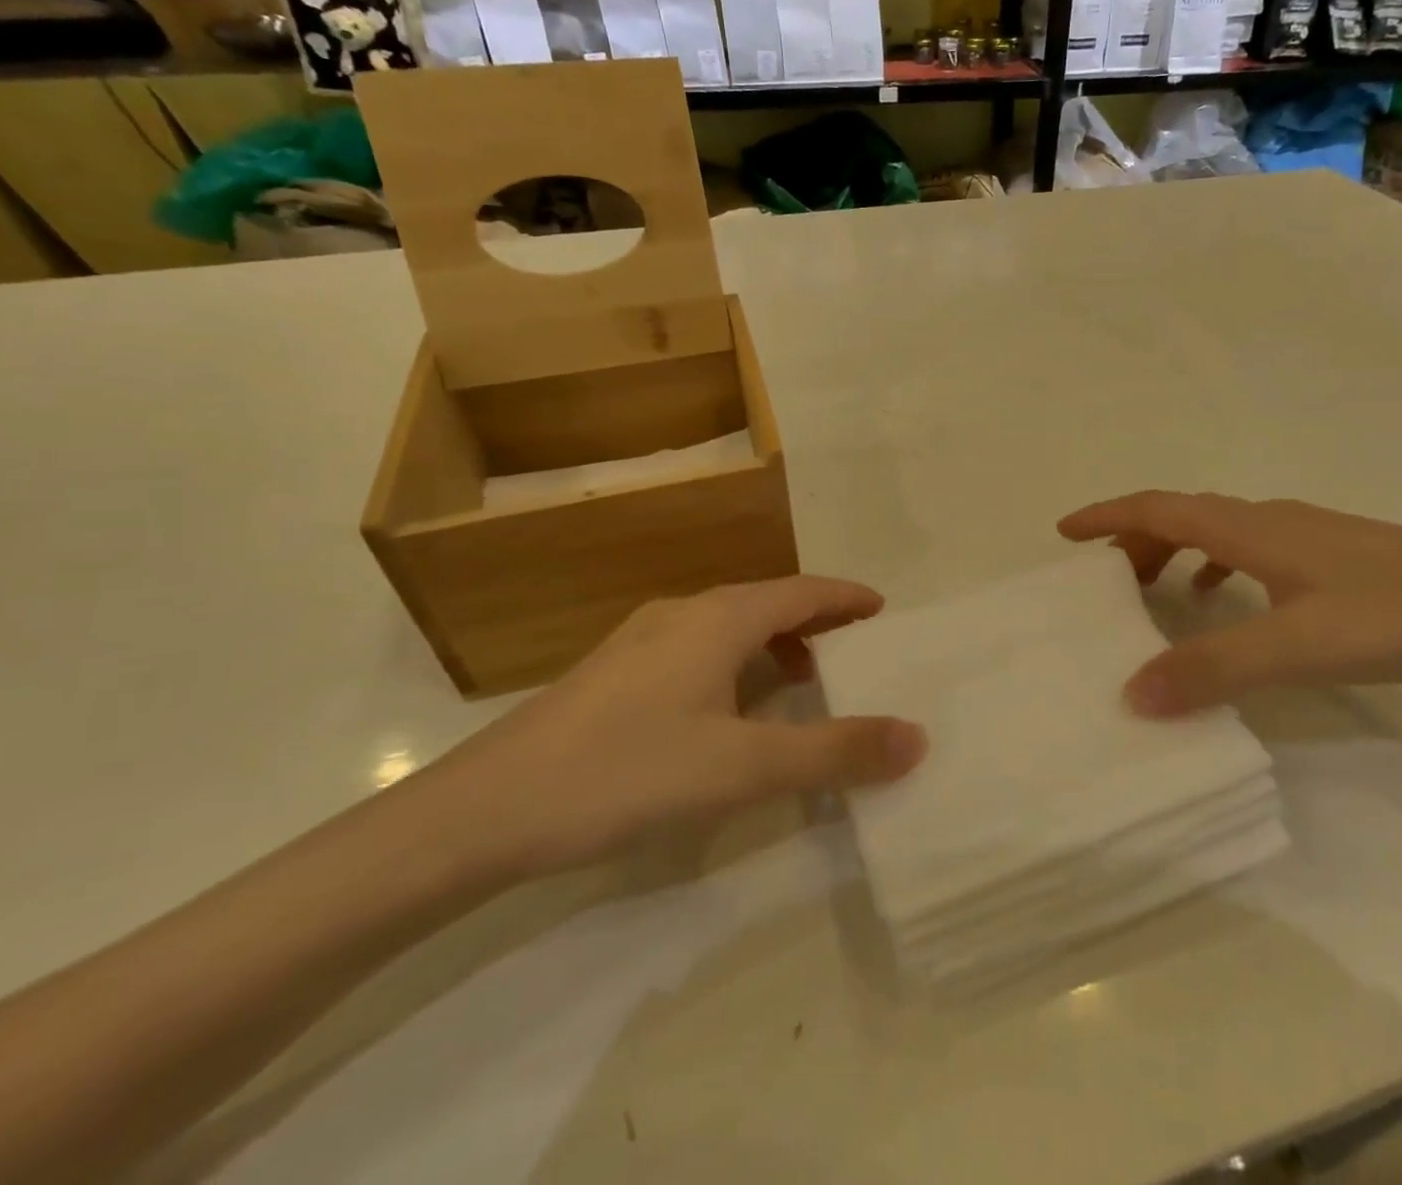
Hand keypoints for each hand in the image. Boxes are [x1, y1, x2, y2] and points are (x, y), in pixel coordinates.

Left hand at [421, 577, 927, 880]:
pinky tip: (728, 711)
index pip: (803, 590)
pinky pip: (698, 649)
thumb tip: (917, 737)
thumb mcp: (743, 768)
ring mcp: (641, 640)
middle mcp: (683, 613)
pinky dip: (736, 664)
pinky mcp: (614, 673)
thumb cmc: (626, 772)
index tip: (883, 610)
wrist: (483, 811)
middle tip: (855, 651)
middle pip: (767, 602)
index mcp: (720, 618)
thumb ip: (834, 752)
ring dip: (774, 645)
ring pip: (729, 626)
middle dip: (816, 621)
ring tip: (801, 682)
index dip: (847, 598)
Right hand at [1059, 491, 1401, 714]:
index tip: (1064, 532)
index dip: (1108, 516)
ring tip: (1149, 590)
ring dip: (1172, 550)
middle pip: (1182, 514)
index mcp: (1252, 530)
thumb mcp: (1301, 647)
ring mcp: (1306, 536)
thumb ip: (1216, 668)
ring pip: (1216, 531)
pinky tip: (1225, 602)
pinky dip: (1215, 566)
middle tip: (1101, 578)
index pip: (1160, 507)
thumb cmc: (1400, 614)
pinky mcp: (1334, 557)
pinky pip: (1249, 550)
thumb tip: (1132, 692)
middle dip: (1133, 538)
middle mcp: (1271, 521)